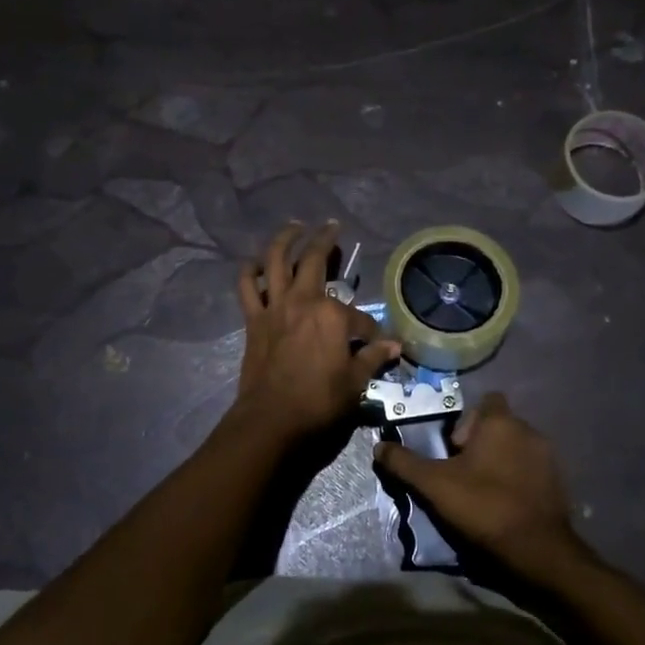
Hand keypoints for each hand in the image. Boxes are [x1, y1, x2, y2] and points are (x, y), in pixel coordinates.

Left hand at [231, 222, 400, 442]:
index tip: (376, 343)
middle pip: (314, 260)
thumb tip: (396, 346)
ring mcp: (275, 307)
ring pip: (275, 261)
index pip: (359, 316)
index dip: (370, 330)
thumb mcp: (355, 383)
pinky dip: (249, 271)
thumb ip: (374, 359)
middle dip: (325, 240)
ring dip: (284, 239)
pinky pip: (247, 287)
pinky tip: (255, 262)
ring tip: (294, 226)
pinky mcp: (254, 319)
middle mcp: (303, 300)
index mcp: (333, 315)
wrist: (272, 419)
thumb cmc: (319, 402)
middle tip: (331, 226)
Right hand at [374, 392, 588, 580]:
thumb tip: (379, 447)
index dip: (467, 421)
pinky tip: (504, 505)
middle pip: (498, 426)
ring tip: (481, 492)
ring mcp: (548, 456)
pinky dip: (517, 480)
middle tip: (461, 474)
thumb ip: (405, 463)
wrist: (537, 549)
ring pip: (515, 448)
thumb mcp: (434, 485)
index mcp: (501, 422)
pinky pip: (531, 470)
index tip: (453, 448)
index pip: (486, 401)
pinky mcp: (559, 482)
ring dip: (499, 462)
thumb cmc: (484, 506)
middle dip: (480, 444)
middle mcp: (529, 430)